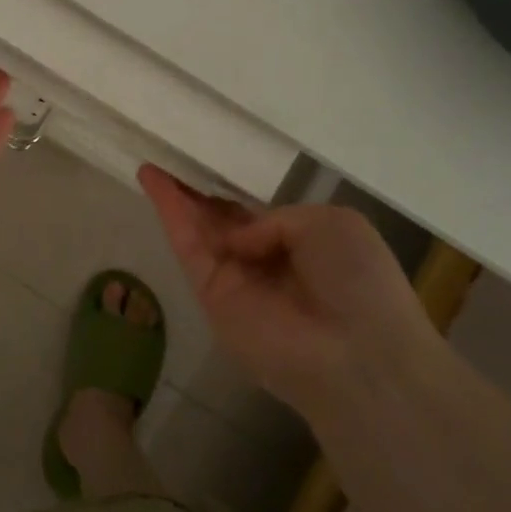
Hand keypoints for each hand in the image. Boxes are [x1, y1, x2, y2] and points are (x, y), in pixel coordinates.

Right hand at [138, 165, 436, 414]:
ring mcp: (235, 280)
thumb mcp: (332, 223)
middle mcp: (264, 262)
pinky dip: (169, 212)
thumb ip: (278, 218)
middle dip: (195, 192)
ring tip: (151, 163)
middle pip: (220, 221)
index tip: (207, 162)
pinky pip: (187, 246)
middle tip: (170, 159)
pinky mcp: (209, 294)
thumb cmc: (359, 282)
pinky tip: (153, 180)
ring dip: (174, 196)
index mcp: (301, 246)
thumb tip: (240, 242)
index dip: (230, 191)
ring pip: (198, 229)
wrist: (356, 353)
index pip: (255, 215)